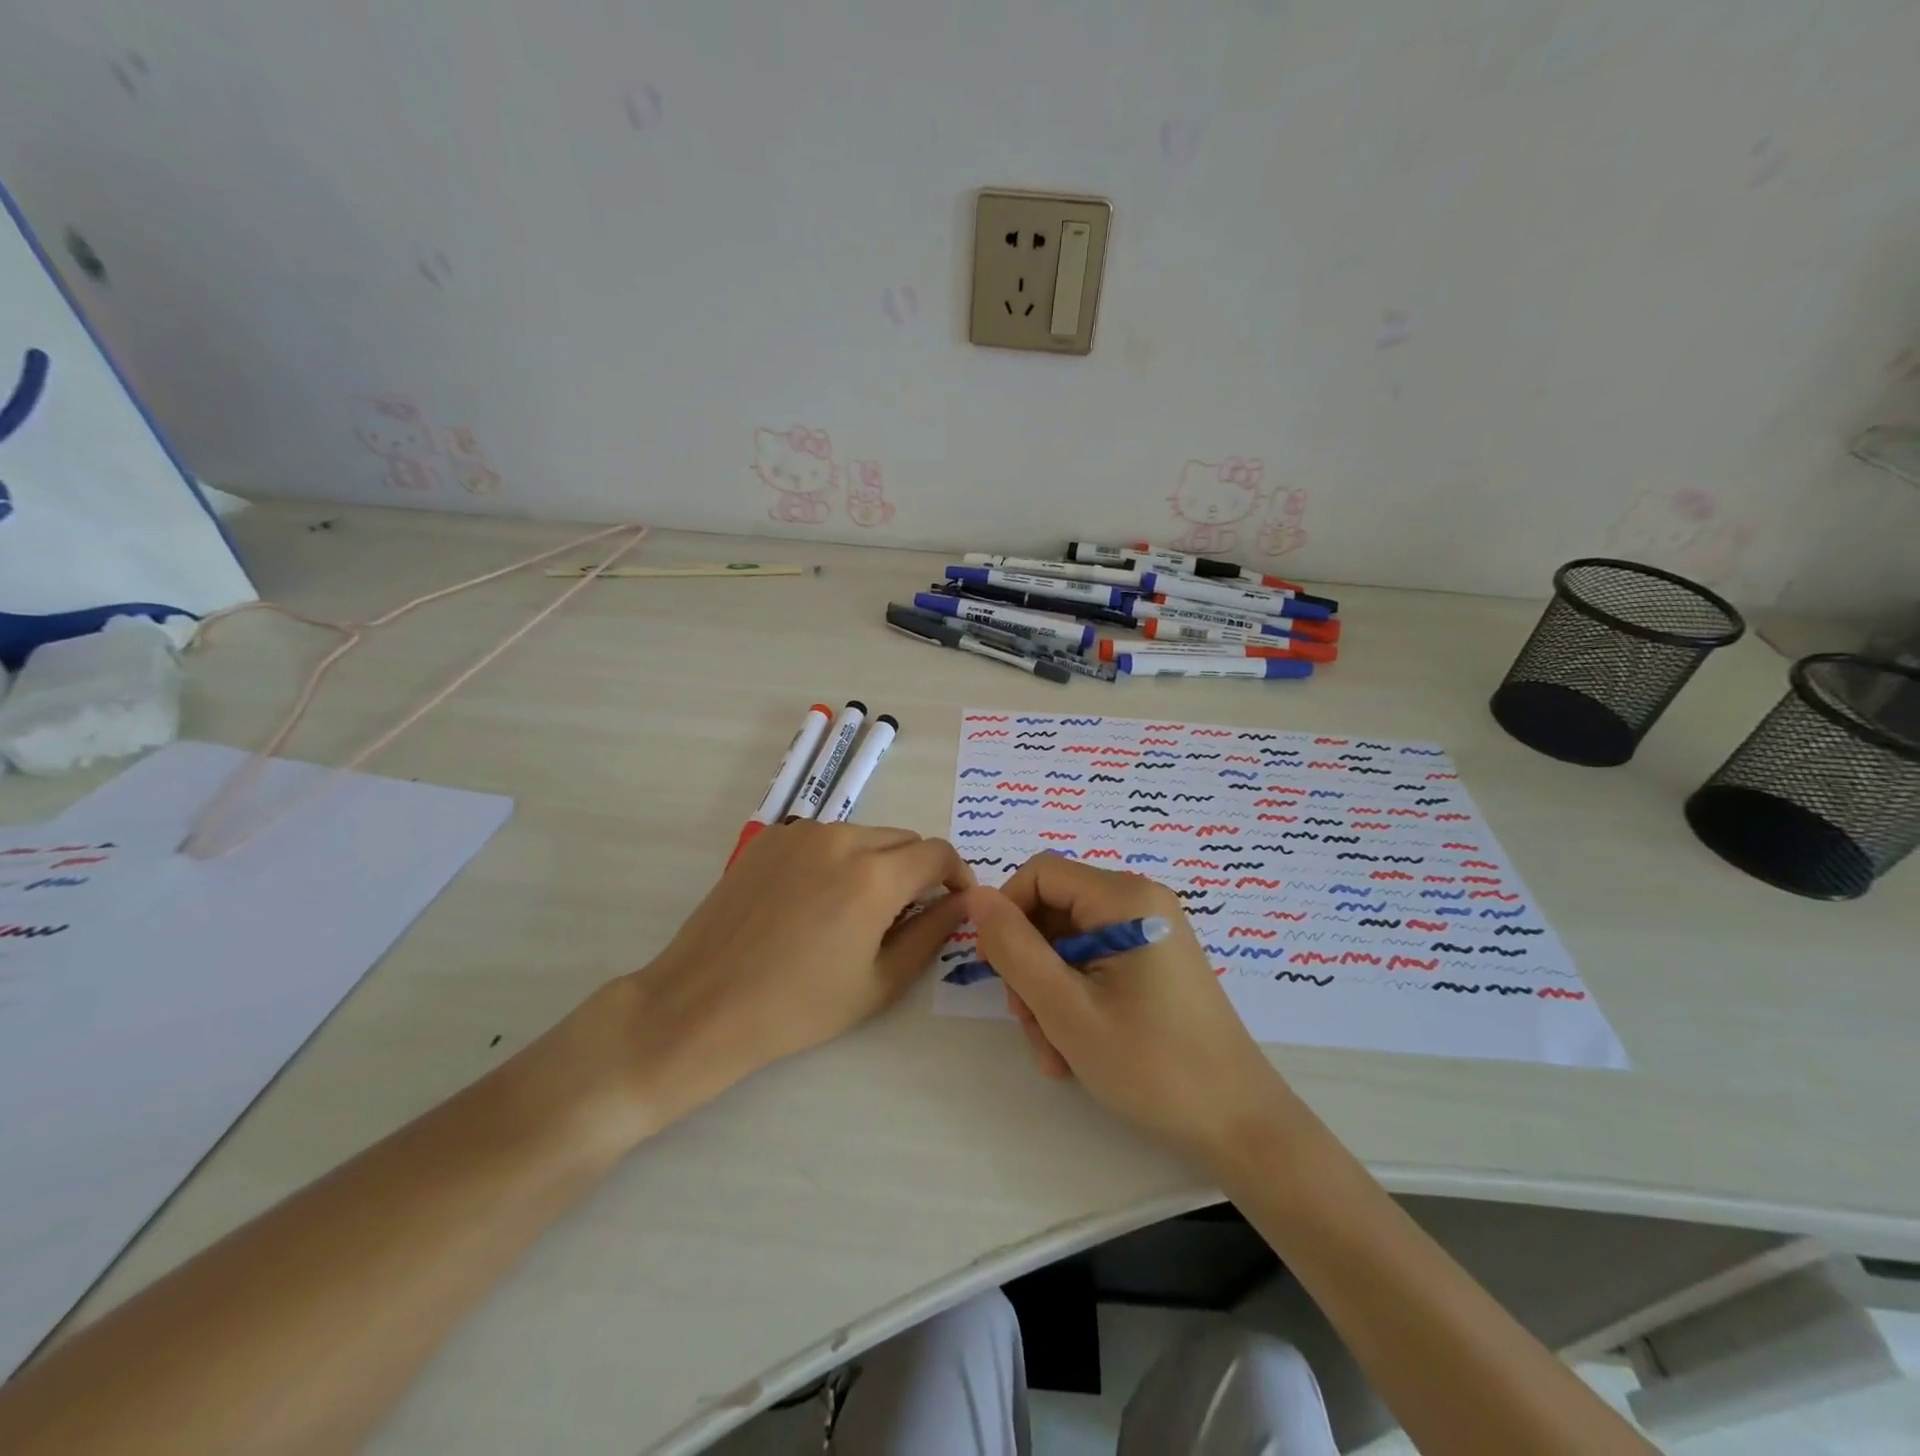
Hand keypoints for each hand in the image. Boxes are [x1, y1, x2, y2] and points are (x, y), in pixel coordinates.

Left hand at [535, 822, 972, 1153]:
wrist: (704, 1004)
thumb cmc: (799, 1006)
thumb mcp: (880, 981)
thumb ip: (932, 932)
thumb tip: (963, 901)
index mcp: (874, 874)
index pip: (938, 852)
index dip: (957, 876)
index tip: (954, 903)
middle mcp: (841, 837)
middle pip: (903, 840)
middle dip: (917, 871)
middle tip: (905, 917)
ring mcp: (801, 833)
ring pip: (864, 836)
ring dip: (877, 863)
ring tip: (856, 912)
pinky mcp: (770, 839)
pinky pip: (825, 839)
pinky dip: (838, 860)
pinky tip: (815, 902)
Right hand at [967, 854, 1290, 1166]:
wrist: (1239, 1124)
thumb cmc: (1152, 1065)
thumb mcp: (1067, 1009)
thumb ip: (1014, 948)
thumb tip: (975, 897)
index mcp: (1125, 897)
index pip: (1039, 873)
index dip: (1007, 913)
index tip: (997, 969)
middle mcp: (1139, 901)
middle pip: (1052, 910)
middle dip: (1029, 967)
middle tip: (1031, 1026)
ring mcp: (1148, 931)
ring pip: (1066, 943)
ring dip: (1047, 993)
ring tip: (1055, 1052)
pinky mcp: (1152, 960)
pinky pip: (1092, 962)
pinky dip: (1073, 999)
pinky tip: (1074, 1049)